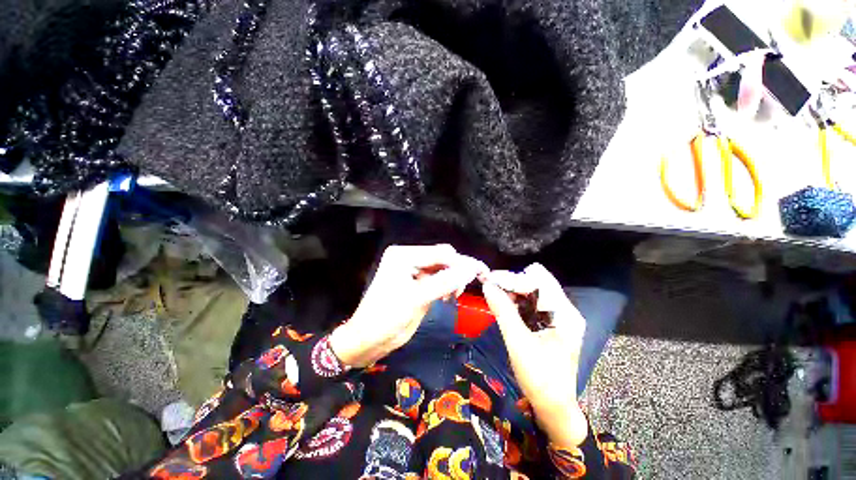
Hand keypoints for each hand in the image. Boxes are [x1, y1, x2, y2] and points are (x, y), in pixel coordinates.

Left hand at [330, 244, 486, 367]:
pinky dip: (446, 285)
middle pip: (442, 257)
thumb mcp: (417, 299)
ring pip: (441, 267)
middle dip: (457, 269)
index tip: (482, 273)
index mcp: (403, 255)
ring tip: (455, 295)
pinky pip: (437, 277)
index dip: (462, 262)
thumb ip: (445, 282)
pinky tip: (448, 296)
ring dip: (453, 278)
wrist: (368, 340)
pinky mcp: (416, 281)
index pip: (439, 253)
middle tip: (470, 286)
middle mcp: (408, 257)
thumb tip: (471, 269)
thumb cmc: (386, 318)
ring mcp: (412, 269)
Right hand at [481, 263, 587, 445]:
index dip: (513, 279)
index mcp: (565, 314)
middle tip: (490, 286)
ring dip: (512, 290)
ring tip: (494, 294)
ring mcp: (558, 316)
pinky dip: (516, 301)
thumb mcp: (519, 343)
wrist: (553, 407)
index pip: (538, 282)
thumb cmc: (540, 378)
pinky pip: (532, 303)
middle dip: (512, 282)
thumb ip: (503, 311)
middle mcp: (565, 310)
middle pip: (537, 282)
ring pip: (533, 291)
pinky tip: (504, 304)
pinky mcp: (550, 323)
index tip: (490, 279)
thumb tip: (487, 285)